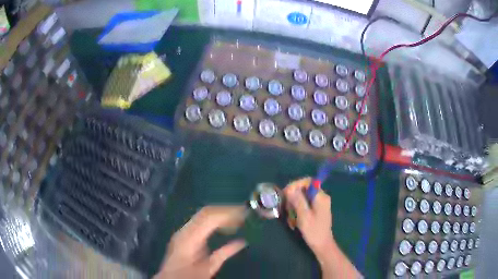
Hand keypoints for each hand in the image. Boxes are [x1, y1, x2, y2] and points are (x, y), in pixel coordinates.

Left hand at [154, 206, 247, 278]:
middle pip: (206, 212)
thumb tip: (242, 242)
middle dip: (226, 210)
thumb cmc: (188, 275)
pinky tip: (226, 225)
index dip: (226, 212)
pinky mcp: (185, 234)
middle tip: (244, 213)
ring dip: (222, 215)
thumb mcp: (208, 268)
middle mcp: (185, 230)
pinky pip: (201, 222)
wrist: (171, 278)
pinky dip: (215, 221)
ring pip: (204, 215)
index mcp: (189, 237)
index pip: (208, 216)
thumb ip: (224, 254)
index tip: (243, 212)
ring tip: (238, 219)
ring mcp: (184, 231)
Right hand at [283, 178, 333, 257]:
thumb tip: (290, 189)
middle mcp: (322, 197)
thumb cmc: (313, 231)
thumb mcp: (304, 216)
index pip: (308, 181)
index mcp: (321, 197)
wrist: (322, 244)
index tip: (286, 193)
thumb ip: (298, 201)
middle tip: (286, 206)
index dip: (296, 184)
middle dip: (294, 195)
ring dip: (295, 203)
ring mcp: (320, 203)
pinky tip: (294, 217)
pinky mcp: (317, 209)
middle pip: (305, 188)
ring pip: (304, 196)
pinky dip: (298, 208)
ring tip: (290, 214)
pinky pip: (305, 203)